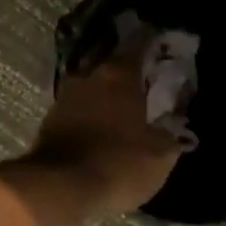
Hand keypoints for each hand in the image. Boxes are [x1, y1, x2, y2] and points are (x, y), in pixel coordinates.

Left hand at [16, 37, 184, 219]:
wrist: (59, 188)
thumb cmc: (117, 164)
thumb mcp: (159, 156)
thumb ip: (170, 136)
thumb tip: (175, 128)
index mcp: (119, 75)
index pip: (138, 42)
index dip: (152, 38)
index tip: (162, 38)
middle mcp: (89, 76)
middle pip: (109, 57)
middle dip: (125, 61)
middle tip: (143, 69)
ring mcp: (65, 96)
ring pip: (90, 80)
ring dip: (104, 85)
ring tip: (121, 97)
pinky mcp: (50, 118)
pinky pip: (77, 103)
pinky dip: (90, 106)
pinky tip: (100, 118)